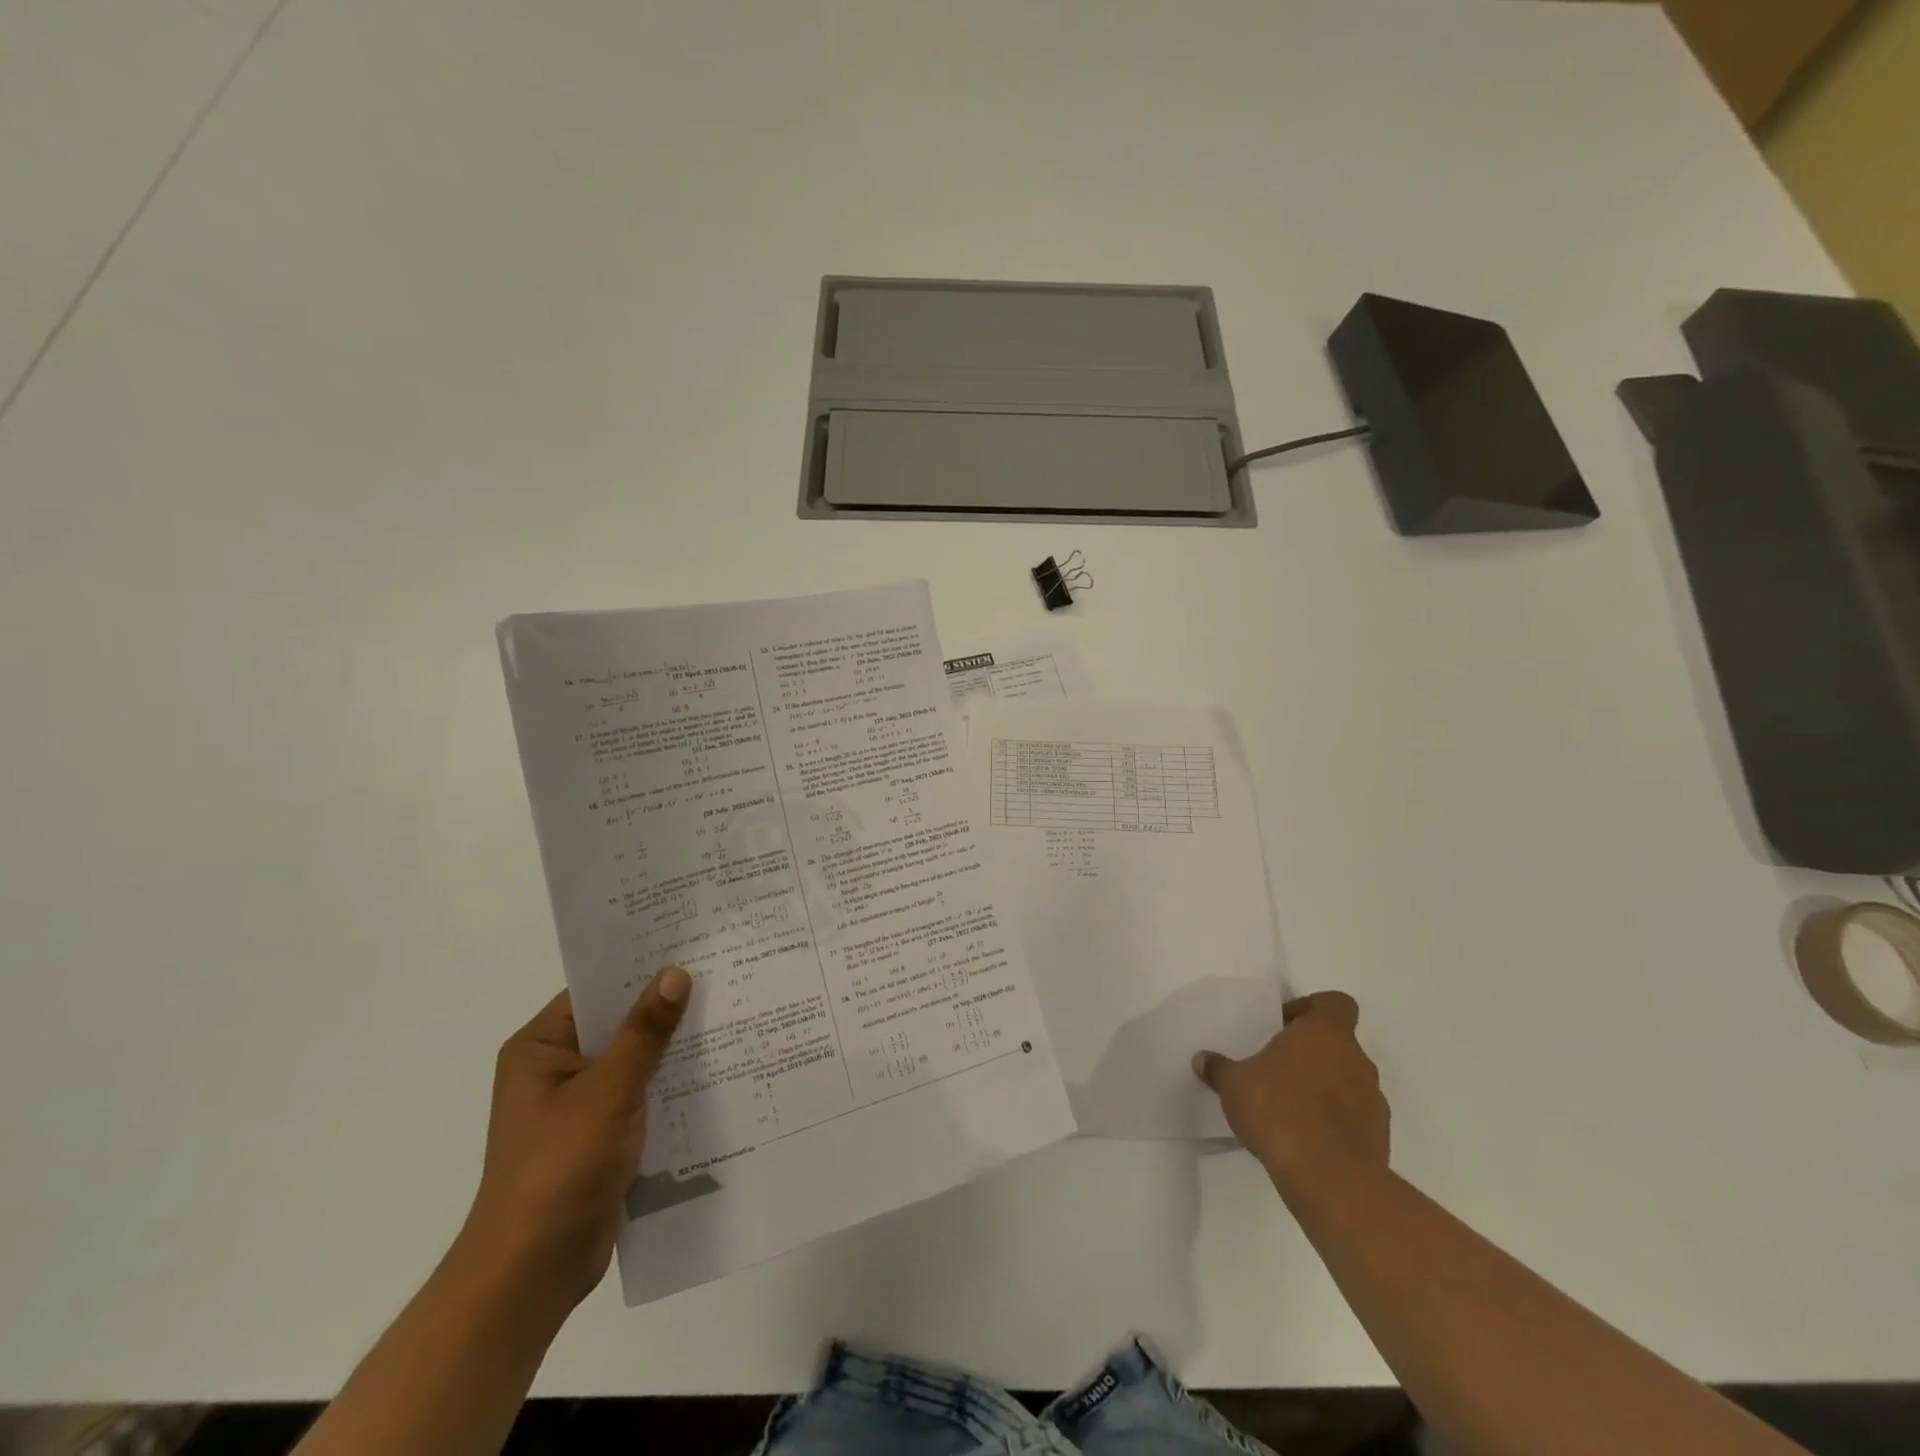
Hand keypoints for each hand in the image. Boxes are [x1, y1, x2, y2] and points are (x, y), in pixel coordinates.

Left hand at [455, 966, 690, 1318]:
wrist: (532, 1272)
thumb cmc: (560, 1166)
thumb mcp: (609, 1090)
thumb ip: (645, 1031)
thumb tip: (675, 973)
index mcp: (541, 1048)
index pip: (596, 991)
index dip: (640, 969)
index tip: (690, 947)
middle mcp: (556, 1070)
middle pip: (618, 1025)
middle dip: (664, 1008)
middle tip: (722, 976)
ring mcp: (578, 1106)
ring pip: (634, 1061)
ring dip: (672, 1049)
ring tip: (730, 1015)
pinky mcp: (600, 1137)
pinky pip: (640, 1095)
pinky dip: (669, 1085)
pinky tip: (714, 1071)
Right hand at [1192, 991, 1388, 1199]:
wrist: (1330, 1178)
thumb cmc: (1279, 1110)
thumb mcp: (1234, 1084)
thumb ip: (1219, 1068)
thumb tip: (1202, 1060)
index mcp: (1326, 1033)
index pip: (1335, 1003)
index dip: (1310, 1009)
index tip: (1283, 1028)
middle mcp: (1356, 1060)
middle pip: (1338, 1044)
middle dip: (1309, 1054)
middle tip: (1276, 1069)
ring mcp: (1373, 1101)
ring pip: (1347, 1081)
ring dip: (1323, 1088)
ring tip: (1288, 1108)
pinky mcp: (1379, 1138)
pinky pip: (1354, 1117)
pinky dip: (1334, 1121)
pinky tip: (1304, 1138)